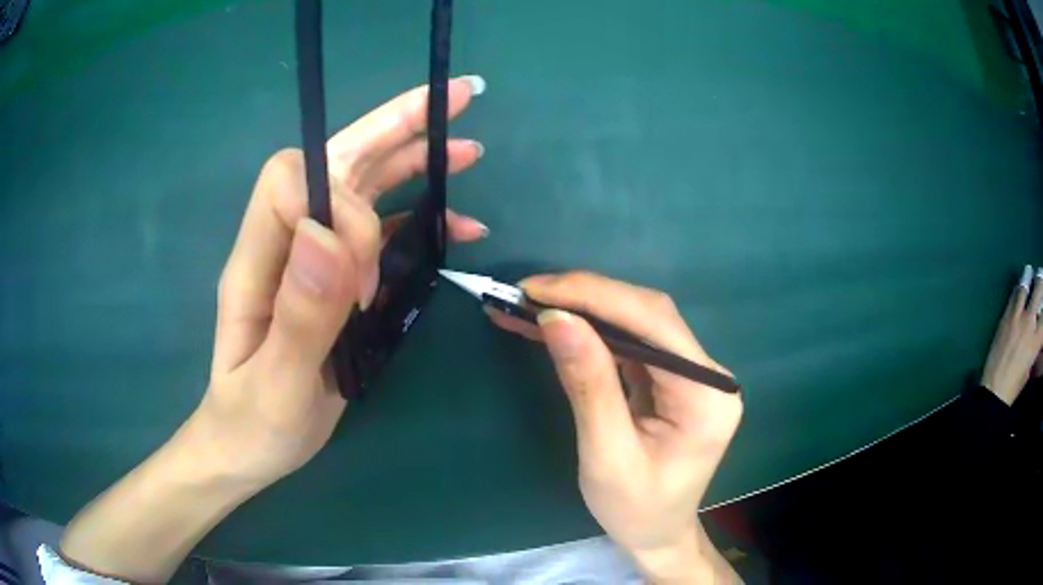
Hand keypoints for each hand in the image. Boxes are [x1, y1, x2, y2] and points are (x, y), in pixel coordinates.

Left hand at [59, 77, 487, 581]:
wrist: (244, 447)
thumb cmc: (254, 424)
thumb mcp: (275, 385)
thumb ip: (300, 313)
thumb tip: (329, 234)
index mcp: (256, 263)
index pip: (293, 183)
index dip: (338, 196)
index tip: (365, 258)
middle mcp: (282, 245)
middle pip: (334, 162)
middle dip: (392, 126)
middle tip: (454, 99)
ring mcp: (309, 260)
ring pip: (361, 187)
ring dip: (412, 162)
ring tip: (467, 151)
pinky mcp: (333, 280)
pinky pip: (378, 232)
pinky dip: (418, 218)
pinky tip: (457, 223)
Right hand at [489, 272, 743, 583]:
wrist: (657, 536)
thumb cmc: (636, 510)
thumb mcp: (606, 457)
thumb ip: (589, 386)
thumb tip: (557, 319)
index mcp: (707, 396)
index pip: (654, 324)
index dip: (595, 297)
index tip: (536, 290)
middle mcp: (709, 375)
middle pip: (648, 315)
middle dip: (585, 297)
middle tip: (526, 293)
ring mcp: (693, 374)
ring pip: (636, 322)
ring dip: (583, 310)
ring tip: (529, 304)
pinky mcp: (672, 379)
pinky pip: (630, 342)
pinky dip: (590, 331)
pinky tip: (554, 325)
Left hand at [981, 265, 1042, 404]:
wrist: (994, 390)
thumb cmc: (1015, 385)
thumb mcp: (1030, 367)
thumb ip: (1035, 346)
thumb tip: (1038, 335)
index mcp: (1036, 339)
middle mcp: (1029, 322)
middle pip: (1038, 290)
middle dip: (1040, 280)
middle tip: (1041, 273)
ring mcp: (1017, 317)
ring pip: (1025, 287)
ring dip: (1028, 277)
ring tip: (1029, 270)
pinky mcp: (1005, 317)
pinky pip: (1013, 296)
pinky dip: (1018, 287)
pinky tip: (1019, 283)